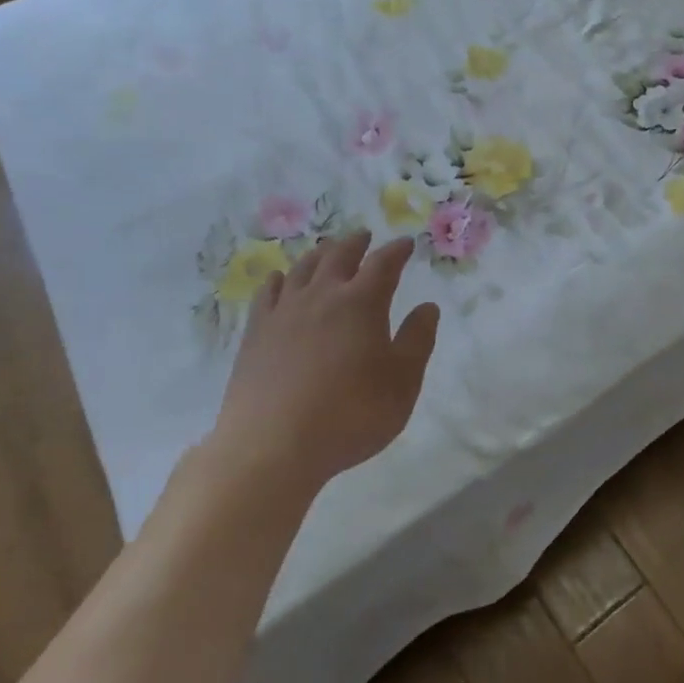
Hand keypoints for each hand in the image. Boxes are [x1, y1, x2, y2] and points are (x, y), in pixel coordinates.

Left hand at [212, 232, 439, 490]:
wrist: (272, 446)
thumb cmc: (350, 415)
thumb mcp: (402, 383)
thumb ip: (418, 341)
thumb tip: (428, 307)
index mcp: (361, 303)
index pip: (383, 264)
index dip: (397, 251)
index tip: (407, 244)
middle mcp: (322, 296)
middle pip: (339, 256)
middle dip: (356, 243)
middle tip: (365, 236)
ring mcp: (284, 312)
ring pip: (302, 268)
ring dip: (319, 254)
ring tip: (327, 249)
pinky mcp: (255, 333)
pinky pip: (267, 293)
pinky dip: (279, 278)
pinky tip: (280, 279)